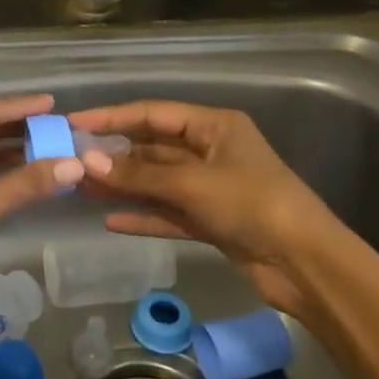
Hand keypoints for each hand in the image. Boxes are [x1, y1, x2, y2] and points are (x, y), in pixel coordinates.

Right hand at [69, 101, 352, 318]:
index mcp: (214, 127)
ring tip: (81, 188)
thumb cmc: (253, 204)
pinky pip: (168, 213)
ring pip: (157, 182)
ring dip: (123, 185)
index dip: (112, 117)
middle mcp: (211, 151)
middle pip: (153, 148)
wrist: (306, 264)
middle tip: (71, 161)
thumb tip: (87, 161)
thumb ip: (140, 173)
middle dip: (114, 155)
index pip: (152, 114)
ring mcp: (211, 188)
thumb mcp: (193, 184)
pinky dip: (143, 215)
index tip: (74, 124)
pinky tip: (110, 220)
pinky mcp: (212, 221)